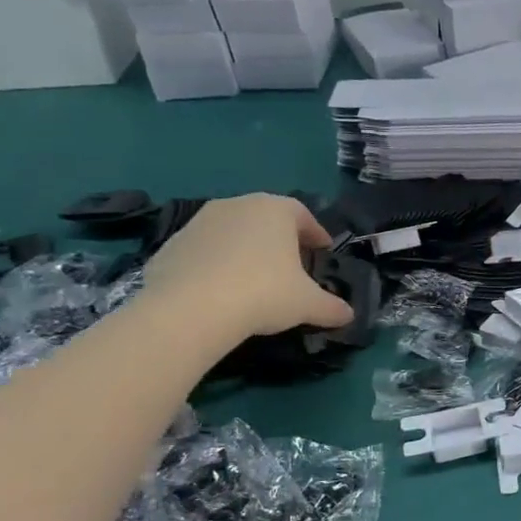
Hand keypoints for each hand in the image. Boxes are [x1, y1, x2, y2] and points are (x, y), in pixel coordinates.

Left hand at [141, 194, 353, 340]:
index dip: (316, 233)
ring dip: (247, 249)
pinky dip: (217, 264)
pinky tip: (222, 290)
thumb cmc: (263, 293)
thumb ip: (332, 307)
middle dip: (281, 239)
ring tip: (255, 278)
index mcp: (274, 210)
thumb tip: (348, 315)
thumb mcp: (309, 305)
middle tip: (292, 265)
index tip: (323, 250)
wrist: (189, 308)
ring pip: (234, 232)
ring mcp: (200, 222)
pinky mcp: (172, 243)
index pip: (303, 214)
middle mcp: (237, 205)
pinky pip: (206, 250)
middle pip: (266, 219)